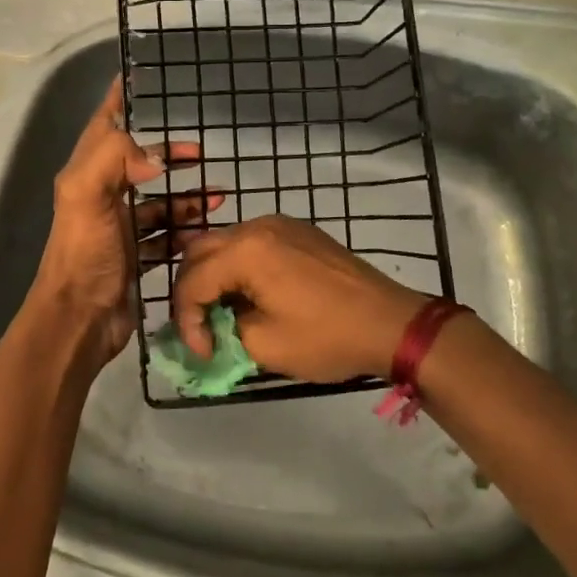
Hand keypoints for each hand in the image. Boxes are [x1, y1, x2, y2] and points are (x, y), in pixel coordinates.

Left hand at [30, 76, 218, 370]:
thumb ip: (115, 158)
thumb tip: (155, 155)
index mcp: (86, 175)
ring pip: (157, 201)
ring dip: (186, 196)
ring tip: (219, 194)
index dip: (119, 100)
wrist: (81, 320)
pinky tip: (208, 229)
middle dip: (167, 154)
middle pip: (137, 163)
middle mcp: (102, 196)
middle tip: (199, 152)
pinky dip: (186, 229)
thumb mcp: (88, 195)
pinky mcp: (136, 257)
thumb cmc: (84, 254)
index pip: (103, 125)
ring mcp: (120, 228)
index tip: (142, 77)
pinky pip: (166, 235)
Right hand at [170, 215, 426, 383]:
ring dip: (214, 277)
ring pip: (225, 244)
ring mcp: (281, 224)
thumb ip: (225, 331)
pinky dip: (238, 267)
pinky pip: (252, 243)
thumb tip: (214, 327)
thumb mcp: (265, 345)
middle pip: (200, 252)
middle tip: (199, 328)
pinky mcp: (300, 232)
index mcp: (246, 250)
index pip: (191, 280)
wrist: (391, 323)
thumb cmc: (327, 336)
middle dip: (191, 292)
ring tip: (222, 313)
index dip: (186, 319)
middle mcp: (258, 226)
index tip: (202, 352)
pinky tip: (250, 295)